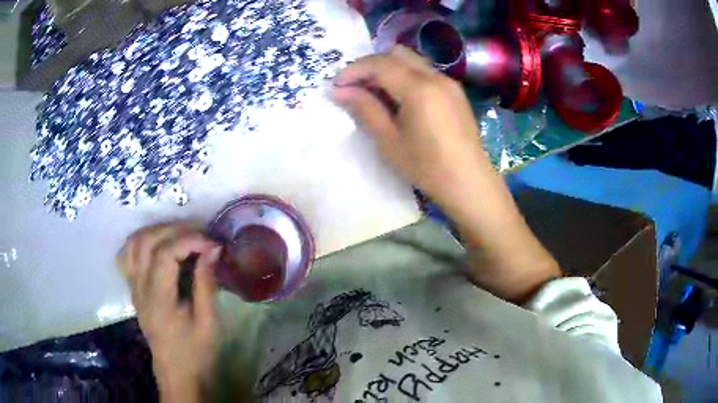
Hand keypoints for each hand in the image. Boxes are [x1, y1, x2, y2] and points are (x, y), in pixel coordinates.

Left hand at [117, 224, 220, 402]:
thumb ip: (206, 284)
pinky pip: (128, 255)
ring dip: (156, 231)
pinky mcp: (134, 290)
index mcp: (158, 299)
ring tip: (180, 234)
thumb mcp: (208, 323)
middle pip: (146, 241)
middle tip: (200, 234)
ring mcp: (133, 287)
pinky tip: (158, 245)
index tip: (212, 243)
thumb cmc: (196, 353)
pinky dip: (142, 242)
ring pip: (133, 243)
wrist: (177, 374)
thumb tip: (213, 249)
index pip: (165, 254)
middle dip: (174, 230)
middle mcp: (140, 288)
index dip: (189, 240)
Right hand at [334, 47, 559, 302]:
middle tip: (355, 87)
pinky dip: (406, 76)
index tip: (336, 85)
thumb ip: (364, 109)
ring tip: (375, 93)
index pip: (379, 63)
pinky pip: (425, 72)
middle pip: (396, 54)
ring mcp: (449, 82)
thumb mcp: (389, 141)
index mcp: (419, 88)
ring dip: (389, 69)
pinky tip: (399, 99)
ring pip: (412, 60)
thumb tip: (338, 90)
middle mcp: (436, 76)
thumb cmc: (427, 167)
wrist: (469, 182)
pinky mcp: (455, 92)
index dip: (354, 70)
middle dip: (371, 65)